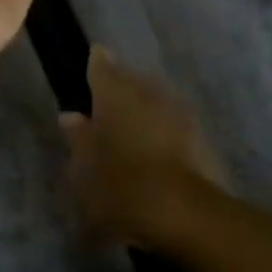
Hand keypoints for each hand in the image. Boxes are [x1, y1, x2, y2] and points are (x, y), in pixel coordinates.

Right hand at [59, 48, 229, 245]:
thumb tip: (71, 117)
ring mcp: (177, 110)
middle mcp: (146, 91)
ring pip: (155, 99)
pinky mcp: (200, 134)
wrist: (183, 211)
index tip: (94, 60)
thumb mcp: (83, 168)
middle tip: (109, 104)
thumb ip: (78, 138)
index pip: (101, 66)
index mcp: (113, 93)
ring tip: (134, 128)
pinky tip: (158, 148)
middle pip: (131, 79)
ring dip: (145, 108)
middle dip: (121, 87)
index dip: (96, 63)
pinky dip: (164, 129)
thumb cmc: (119, 185)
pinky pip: (174, 122)